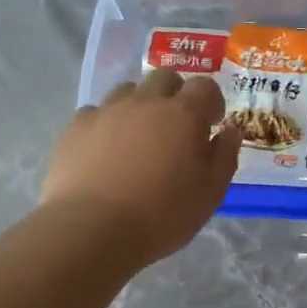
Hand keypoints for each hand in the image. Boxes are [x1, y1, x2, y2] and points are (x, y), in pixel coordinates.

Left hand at [41, 70, 241, 264]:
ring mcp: (107, 111)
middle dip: (175, 94)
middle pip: (165, 77)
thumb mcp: (210, 194)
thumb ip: (225, 156)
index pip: (205, 86)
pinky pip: (96, 112)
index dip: (212, 101)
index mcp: (184, 115)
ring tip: (139, 137)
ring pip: (128, 90)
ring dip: (139, 105)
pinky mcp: (76, 127)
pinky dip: (106, 123)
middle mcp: (146, 102)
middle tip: (176, 126)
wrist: (92, 230)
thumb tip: (230, 131)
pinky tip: (105, 150)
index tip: (212, 123)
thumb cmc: (162, 215)